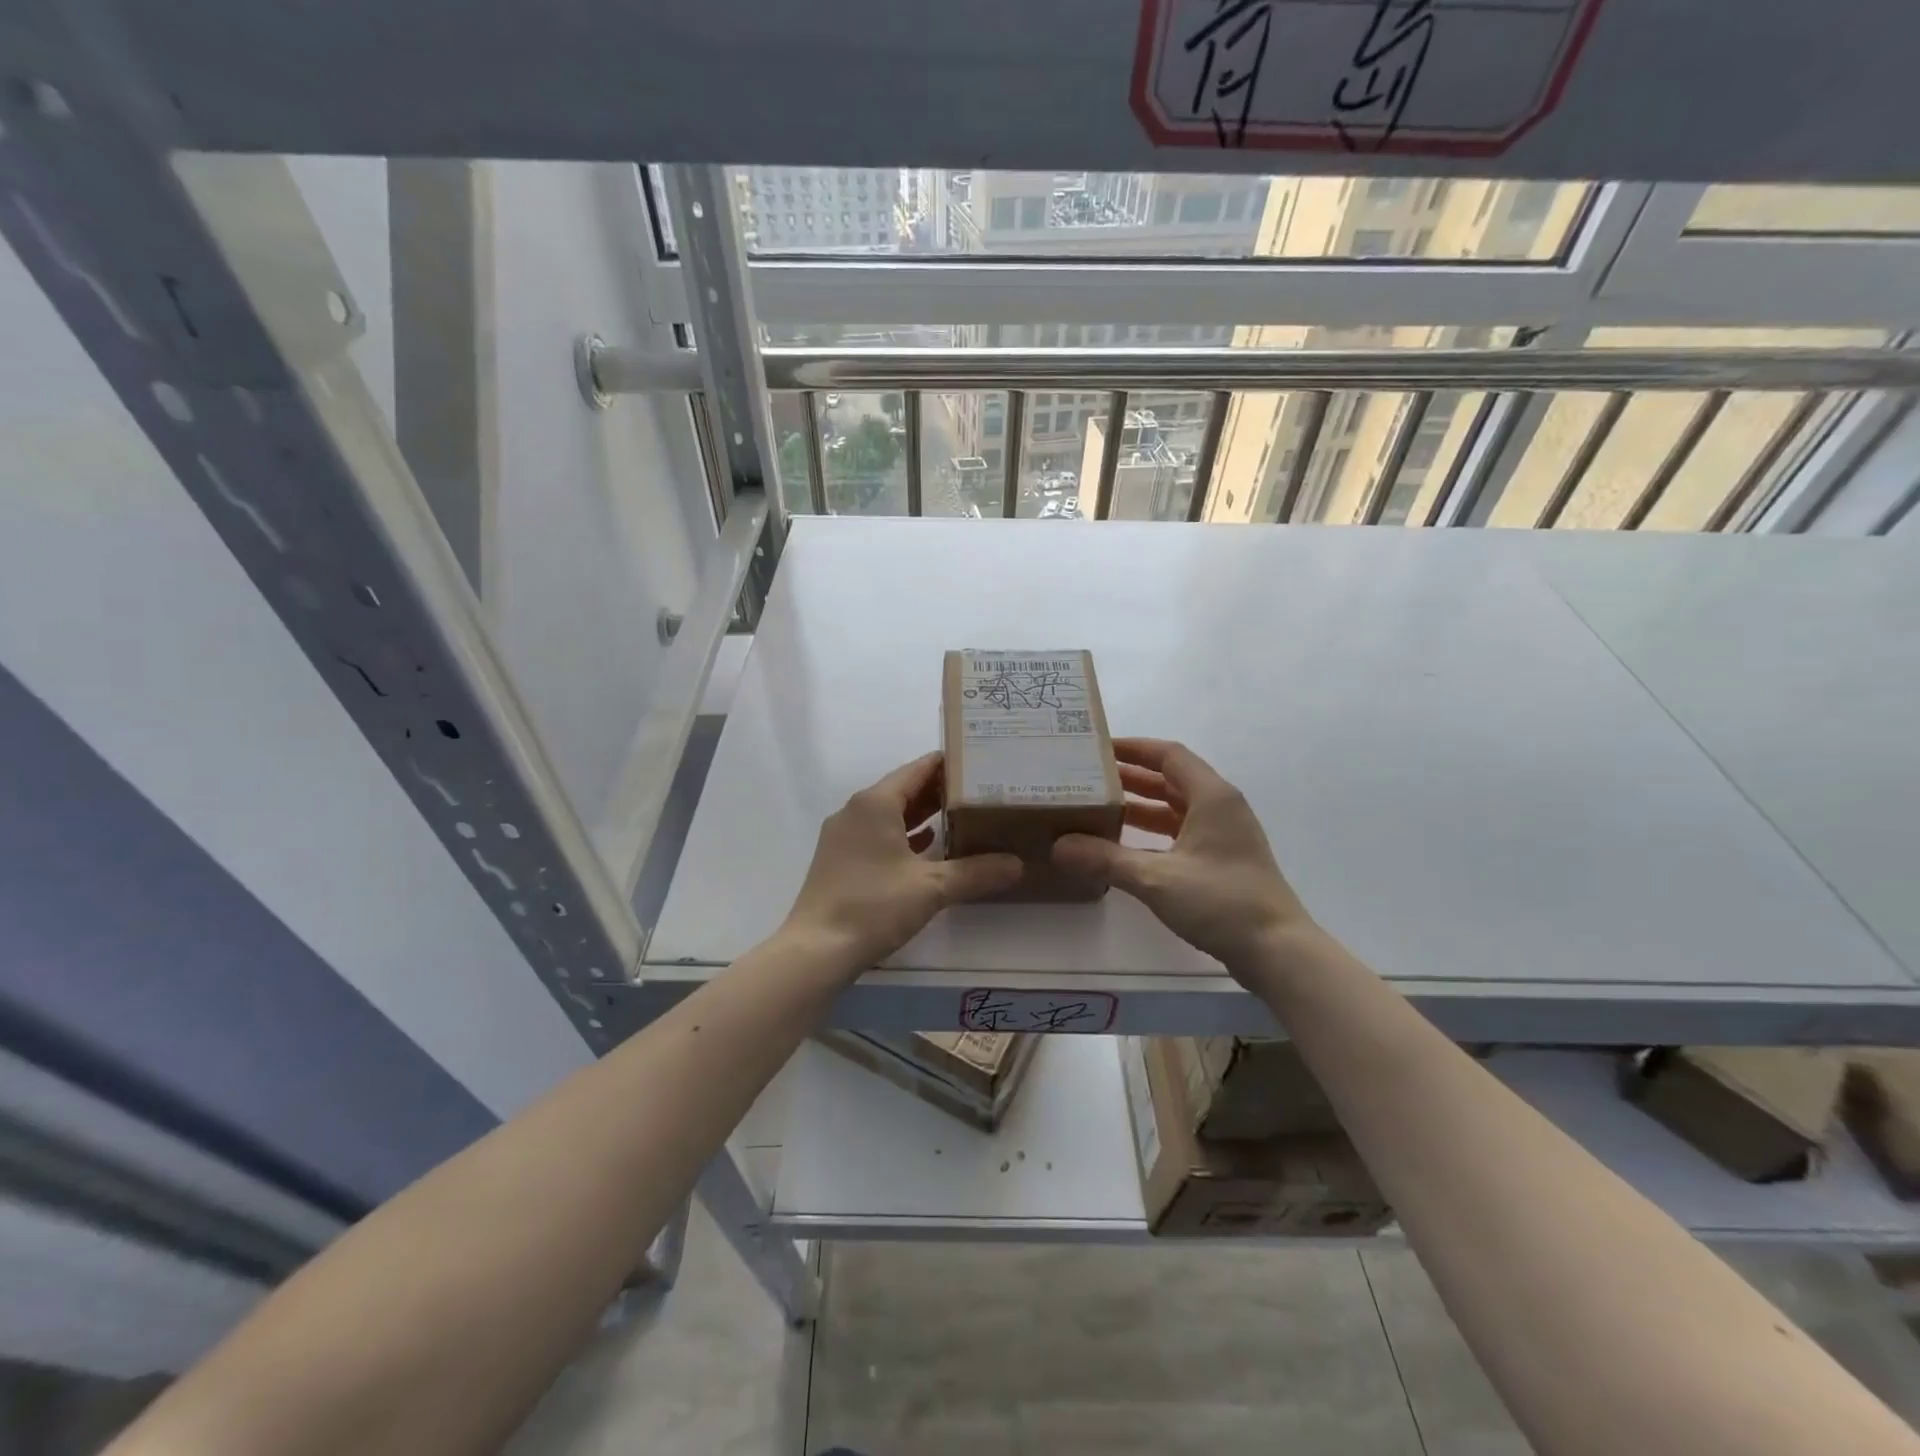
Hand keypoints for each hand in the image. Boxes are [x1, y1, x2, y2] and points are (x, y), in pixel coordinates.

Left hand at [784, 752, 1022, 967]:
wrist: (817, 949)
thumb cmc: (874, 905)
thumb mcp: (932, 888)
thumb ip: (976, 872)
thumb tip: (1017, 865)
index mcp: (875, 803)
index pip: (918, 769)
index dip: (949, 765)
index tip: (979, 764)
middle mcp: (856, 810)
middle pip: (903, 789)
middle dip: (939, 791)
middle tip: (979, 792)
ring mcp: (843, 835)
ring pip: (889, 814)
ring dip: (922, 815)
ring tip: (961, 817)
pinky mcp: (839, 859)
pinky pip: (877, 835)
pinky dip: (903, 836)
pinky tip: (928, 848)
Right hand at [1052, 738, 1317, 974]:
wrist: (1278, 951)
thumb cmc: (1221, 902)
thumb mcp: (1157, 878)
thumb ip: (1105, 859)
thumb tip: (1058, 847)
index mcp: (1212, 796)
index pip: (1169, 754)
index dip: (1134, 747)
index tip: (1097, 748)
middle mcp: (1220, 807)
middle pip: (1170, 778)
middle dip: (1130, 776)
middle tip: (1087, 777)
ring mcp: (1223, 835)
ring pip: (1175, 807)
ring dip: (1140, 805)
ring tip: (1098, 807)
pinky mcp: (1221, 860)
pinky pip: (1180, 832)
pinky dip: (1152, 832)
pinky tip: (1124, 845)